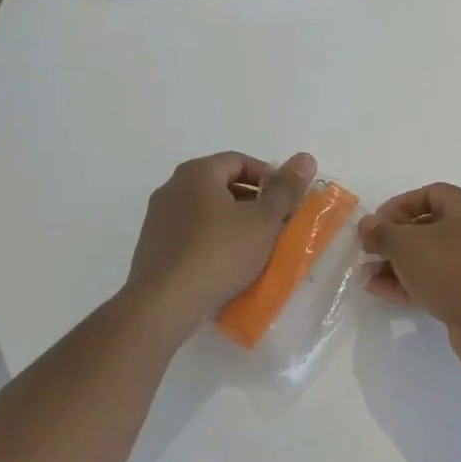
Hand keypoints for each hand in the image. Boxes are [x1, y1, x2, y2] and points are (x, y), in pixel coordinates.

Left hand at [125, 151, 316, 336]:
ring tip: (257, 246)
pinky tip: (230, 264)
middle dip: (254, 202)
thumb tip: (306, 158)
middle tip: (278, 224)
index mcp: (197, 173)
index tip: (287, 202)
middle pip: (222, 185)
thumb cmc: (219, 254)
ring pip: (207, 211)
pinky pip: (193, 234)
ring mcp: (159, 218)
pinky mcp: (154, 246)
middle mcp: (173, 188)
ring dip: (235, 223)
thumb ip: (286, 189)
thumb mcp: (263, 221)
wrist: (164, 303)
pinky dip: (215, 241)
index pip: (240, 161)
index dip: (269, 177)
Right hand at [359, 183, 460, 368]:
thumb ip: (382, 233)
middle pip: (430, 228)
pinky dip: (412, 283)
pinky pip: (439, 281)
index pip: (431, 194)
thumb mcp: (407, 246)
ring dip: (398, 265)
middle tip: (369, 253)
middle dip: (394, 241)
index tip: (375, 224)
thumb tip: (367, 225)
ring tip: (367, 277)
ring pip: (432, 258)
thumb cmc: (452, 269)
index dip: (399, 205)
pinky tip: (382, 292)